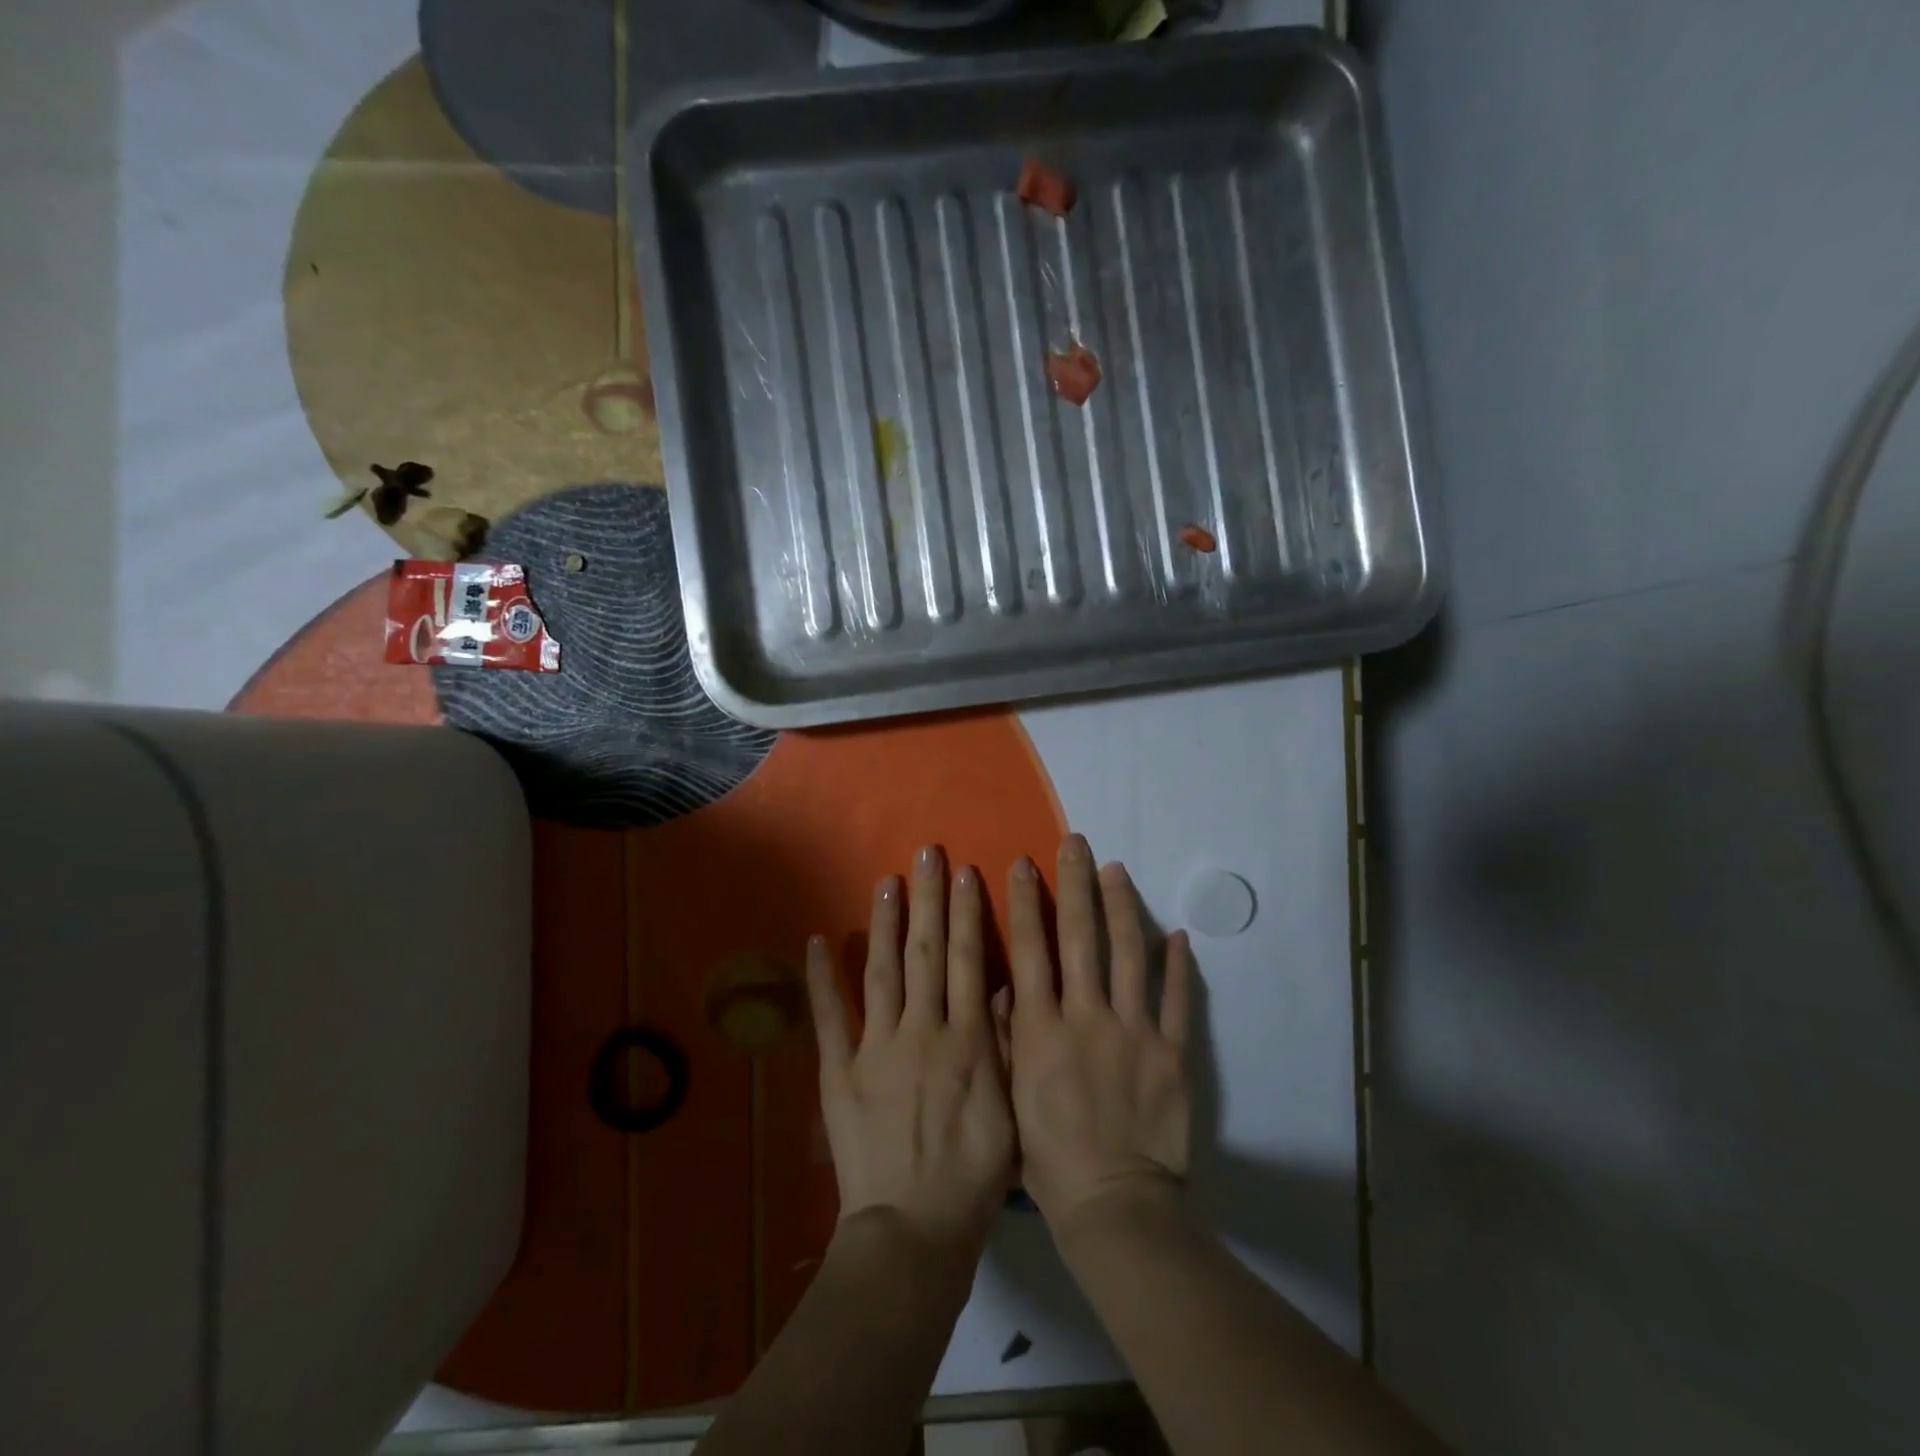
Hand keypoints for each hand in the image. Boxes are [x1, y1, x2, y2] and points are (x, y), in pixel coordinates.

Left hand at [806, 845, 1017, 1255]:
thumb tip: (1000, 989)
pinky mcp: (839, 1072)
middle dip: (929, 900)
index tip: (967, 874)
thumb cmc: (972, 1176)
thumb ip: (1004, 1047)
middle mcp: (921, 1031)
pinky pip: (829, 1019)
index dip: (968, 915)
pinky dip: (821, 980)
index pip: (967, 962)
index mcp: (965, 1041)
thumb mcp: (1008, 1112)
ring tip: (887, 881)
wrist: (914, 1230)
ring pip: (882, 972)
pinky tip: (817, 941)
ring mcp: (876, 1048)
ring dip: (885, 924)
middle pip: (927, 954)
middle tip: (928, 853)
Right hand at [1007, 835, 1193, 1235]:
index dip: (1025, 902)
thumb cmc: (1050, 1158)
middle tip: (1075, 843)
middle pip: (1080, 937)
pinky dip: (1178, 964)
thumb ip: (1007, 1036)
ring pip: (1128, 954)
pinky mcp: (1172, 1051)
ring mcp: (1134, 1031)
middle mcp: (1086, 1016)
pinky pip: (1177, 999)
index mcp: (1042, 1028)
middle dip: (1076, 884)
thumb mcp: (1010, 1097)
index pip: (1031, 949)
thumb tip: (1004, 982)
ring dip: (1122, 908)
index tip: (1023, 863)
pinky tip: (1176, 933)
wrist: (1115, 1205)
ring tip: (1118, 870)